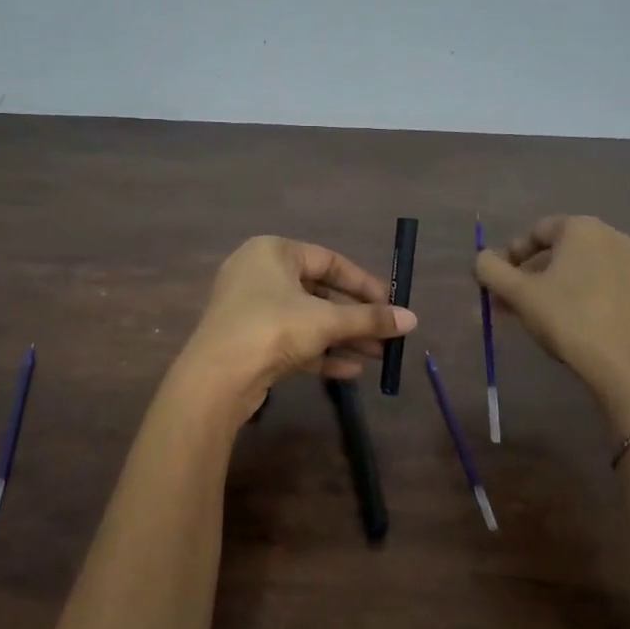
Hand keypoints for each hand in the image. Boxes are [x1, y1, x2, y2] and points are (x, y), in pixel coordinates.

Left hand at [178, 236, 416, 417]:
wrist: (217, 377)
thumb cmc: (273, 328)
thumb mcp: (326, 321)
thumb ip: (369, 318)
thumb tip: (412, 320)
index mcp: (273, 251)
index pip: (328, 260)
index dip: (363, 283)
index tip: (391, 304)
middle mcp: (258, 273)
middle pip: (318, 292)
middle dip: (355, 317)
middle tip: (387, 335)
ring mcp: (250, 309)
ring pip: (306, 319)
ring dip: (341, 337)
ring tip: (377, 357)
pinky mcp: (248, 341)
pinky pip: (291, 340)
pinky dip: (319, 352)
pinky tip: (351, 371)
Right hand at [475, 215, 629, 428]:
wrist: (629, 366)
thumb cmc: (569, 319)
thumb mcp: (519, 294)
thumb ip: (491, 270)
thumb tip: (482, 259)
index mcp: (582, 228)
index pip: (535, 232)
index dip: (510, 256)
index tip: (497, 283)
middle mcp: (612, 236)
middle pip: (558, 251)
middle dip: (528, 276)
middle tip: (509, 304)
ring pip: (580, 269)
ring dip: (551, 287)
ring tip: (535, 317)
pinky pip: (602, 284)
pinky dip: (580, 295)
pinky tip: (569, 323)